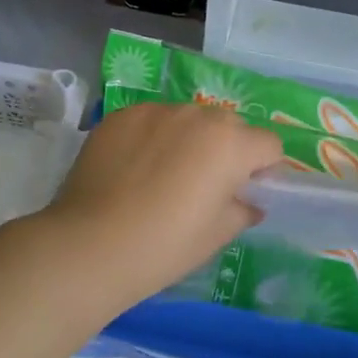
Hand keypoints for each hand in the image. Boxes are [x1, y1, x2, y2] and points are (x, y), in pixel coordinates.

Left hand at [40, 102, 282, 303]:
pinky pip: (151, 121)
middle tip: (204, 186)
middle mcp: (197, 115)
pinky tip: (132, 170)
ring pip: (187, 119)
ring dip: (187, 140)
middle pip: (228, 125)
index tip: (243, 192)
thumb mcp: (216, 235)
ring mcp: (155, 111)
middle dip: (226, 149)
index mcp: (231, 143)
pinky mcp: (120, 116)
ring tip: (162, 176)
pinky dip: (152, 138)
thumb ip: (242, 210)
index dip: (262, 170)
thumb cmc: (165, 246)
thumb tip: (248, 202)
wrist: (90, 246)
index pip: (268, 145)